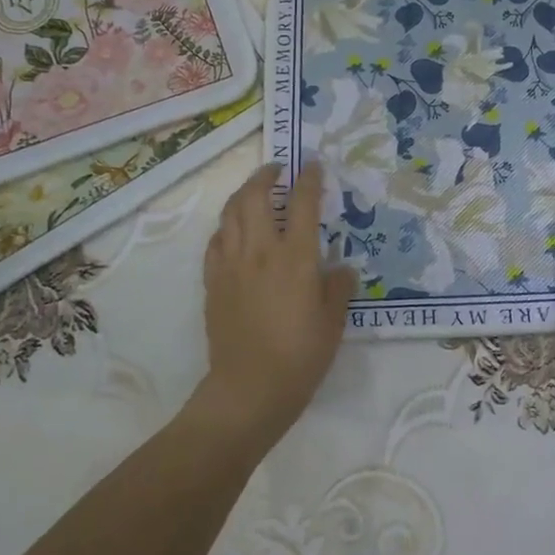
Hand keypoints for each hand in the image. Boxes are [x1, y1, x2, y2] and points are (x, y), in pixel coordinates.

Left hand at [197, 161, 357, 448]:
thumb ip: (338, 288)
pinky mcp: (213, 282)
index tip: (313, 164)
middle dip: (265, 175)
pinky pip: (216, 242)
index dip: (309, 179)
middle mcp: (260, 251)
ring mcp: (231, 265)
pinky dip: (226, 227)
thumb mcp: (333, 323)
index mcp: (296, 258)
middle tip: (277, 170)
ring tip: (254, 192)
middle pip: (255, 197)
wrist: (249, 389)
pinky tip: (233, 232)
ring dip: (242, 194)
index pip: (303, 203)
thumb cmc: (299, 357)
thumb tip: (341, 269)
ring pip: (230, 213)